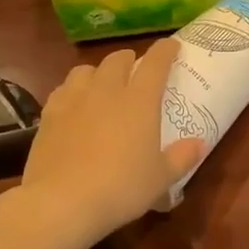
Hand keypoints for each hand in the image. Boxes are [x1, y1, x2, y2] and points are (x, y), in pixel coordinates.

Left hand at [20, 38, 205, 247]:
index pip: (156, 63)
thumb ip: (182, 157)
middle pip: (117, 60)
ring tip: (102, 83)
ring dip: (98, 71)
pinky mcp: (49, 116)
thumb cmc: (122, 188)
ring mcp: (74, 101)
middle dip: (129, 59)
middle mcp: (106, 92)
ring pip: (85, 70)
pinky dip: (72, 91)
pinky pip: (62, 91)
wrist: (62, 202)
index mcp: (139, 101)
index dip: (165, 50)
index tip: (172, 46)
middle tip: (135, 68)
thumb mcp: (161, 178)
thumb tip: (199, 143)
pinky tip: (74, 105)